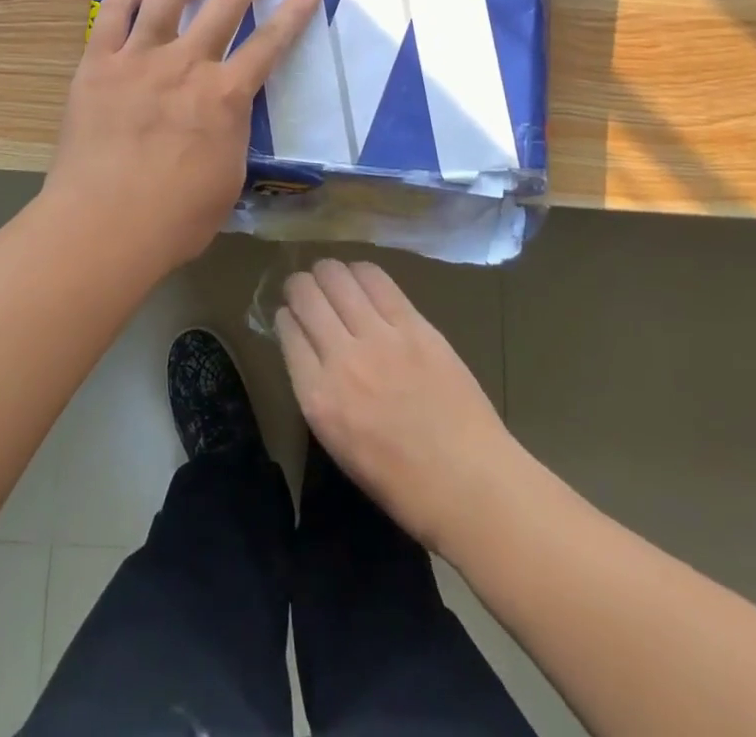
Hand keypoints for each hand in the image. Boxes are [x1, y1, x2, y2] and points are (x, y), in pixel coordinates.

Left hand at [45, 0, 321, 268]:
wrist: (103, 226)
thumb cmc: (175, 218)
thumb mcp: (227, 179)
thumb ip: (231, 135)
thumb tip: (226, 114)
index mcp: (226, 96)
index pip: (270, 44)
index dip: (294, 12)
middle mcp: (187, 65)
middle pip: (226, 4)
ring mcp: (139, 59)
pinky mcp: (98, 64)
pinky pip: (114, 13)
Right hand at [278, 260, 521, 552]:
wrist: (469, 484)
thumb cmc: (402, 482)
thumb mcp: (338, 443)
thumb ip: (320, 391)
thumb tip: (313, 352)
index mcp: (318, 398)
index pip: (287, 332)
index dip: (286, 317)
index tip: (291, 316)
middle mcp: (341, 359)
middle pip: (306, 296)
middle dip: (299, 286)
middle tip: (305, 290)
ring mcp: (380, 338)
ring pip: (337, 278)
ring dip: (327, 273)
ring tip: (331, 277)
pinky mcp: (414, 325)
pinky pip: (377, 281)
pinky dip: (361, 272)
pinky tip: (360, 276)